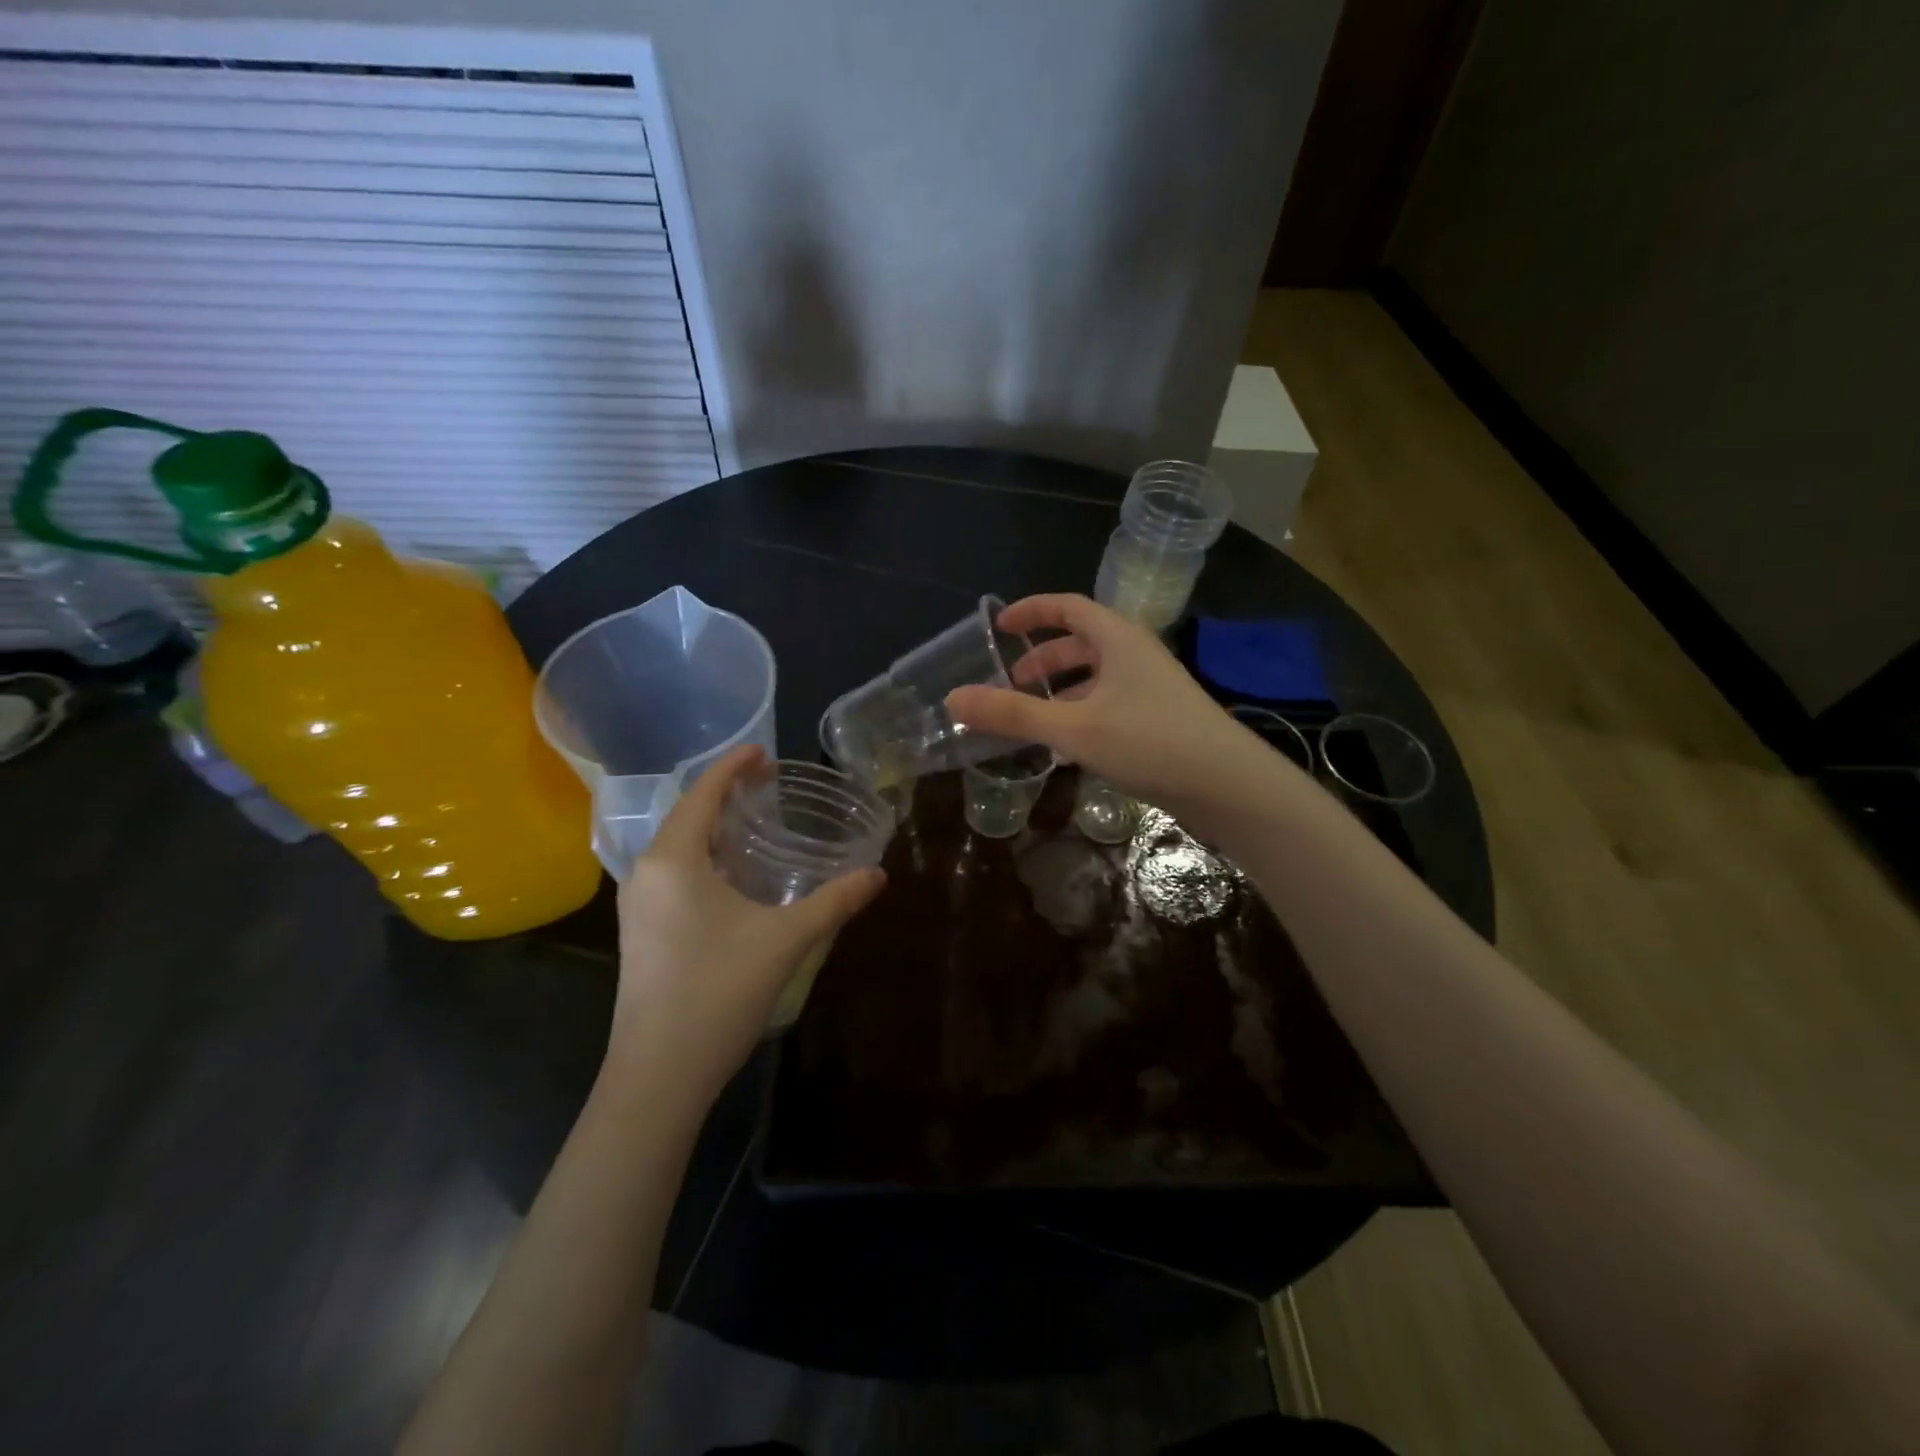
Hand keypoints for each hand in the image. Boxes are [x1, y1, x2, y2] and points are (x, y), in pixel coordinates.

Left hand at [611, 746, 884, 1101]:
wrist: (658, 1075)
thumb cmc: (718, 992)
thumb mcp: (785, 940)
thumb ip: (834, 901)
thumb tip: (878, 875)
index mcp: (674, 860)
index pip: (703, 793)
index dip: (733, 767)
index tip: (765, 752)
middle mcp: (647, 873)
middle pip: (688, 815)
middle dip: (726, 794)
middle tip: (770, 785)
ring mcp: (638, 905)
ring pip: (679, 847)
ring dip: (715, 828)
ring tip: (755, 823)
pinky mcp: (642, 932)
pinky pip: (674, 874)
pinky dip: (706, 858)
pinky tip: (735, 877)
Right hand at [946, 594, 1273, 823]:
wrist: (1229, 786)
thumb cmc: (1151, 742)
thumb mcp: (1073, 727)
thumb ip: (1013, 714)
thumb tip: (952, 699)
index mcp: (1118, 639)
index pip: (1068, 606)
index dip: (1031, 611)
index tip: (999, 627)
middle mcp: (1136, 655)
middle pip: (1081, 643)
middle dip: (1042, 660)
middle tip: (1011, 684)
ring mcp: (1152, 689)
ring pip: (1096, 677)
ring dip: (1061, 691)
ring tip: (1033, 718)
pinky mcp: (1160, 720)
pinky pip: (1109, 704)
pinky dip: (1081, 714)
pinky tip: (1069, 745)